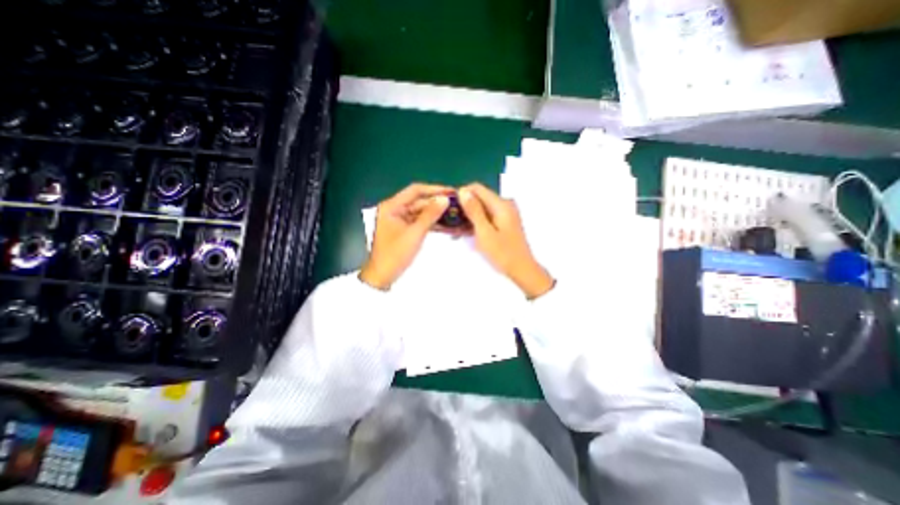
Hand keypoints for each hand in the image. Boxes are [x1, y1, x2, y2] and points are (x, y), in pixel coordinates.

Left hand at [361, 183, 453, 289]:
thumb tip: (445, 199)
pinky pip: (420, 222)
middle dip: (438, 203)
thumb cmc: (395, 254)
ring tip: (456, 214)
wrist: (382, 277)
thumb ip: (430, 215)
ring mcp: (400, 220)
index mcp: (392, 206)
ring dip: (437, 214)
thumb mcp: (415, 233)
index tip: (452, 192)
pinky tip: (447, 225)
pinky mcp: (405, 230)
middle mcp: (395, 210)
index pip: (415, 191)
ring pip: (422, 212)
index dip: (435, 189)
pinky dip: (432, 223)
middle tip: (457, 204)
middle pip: (419, 201)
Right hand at [461, 182, 551, 296]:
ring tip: (454, 231)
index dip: (461, 194)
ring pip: (481, 208)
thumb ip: (474, 211)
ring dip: (467, 217)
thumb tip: (462, 191)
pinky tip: (465, 234)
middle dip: (463, 208)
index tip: (448, 207)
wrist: (522, 271)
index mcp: (501, 204)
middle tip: (450, 223)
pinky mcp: (504, 223)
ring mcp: (505, 214)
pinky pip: (486, 217)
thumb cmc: (503, 254)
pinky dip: (475, 223)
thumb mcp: (485, 232)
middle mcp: (504, 205)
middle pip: (479, 198)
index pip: (477, 189)